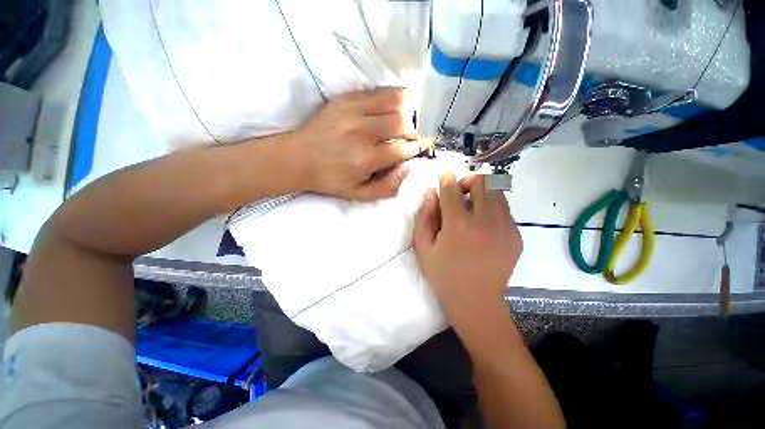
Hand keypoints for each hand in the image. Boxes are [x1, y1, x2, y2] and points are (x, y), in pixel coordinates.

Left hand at [289, 87, 424, 200]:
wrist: (298, 158)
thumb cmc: (331, 179)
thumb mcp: (360, 194)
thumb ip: (388, 187)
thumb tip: (408, 167)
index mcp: (366, 159)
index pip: (403, 148)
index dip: (414, 149)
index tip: (414, 149)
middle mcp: (363, 132)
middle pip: (403, 123)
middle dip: (413, 131)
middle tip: (409, 137)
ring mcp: (354, 111)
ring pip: (396, 101)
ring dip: (408, 111)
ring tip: (406, 120)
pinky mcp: (346, 98)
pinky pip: (380, 91)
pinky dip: (394, 97)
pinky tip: (394, 107)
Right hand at [413, 173, 522, 323]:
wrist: (477, 302)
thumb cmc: (443, 275)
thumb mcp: (423, 247)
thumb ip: (424, 216)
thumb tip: (431, 191)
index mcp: (458, 225)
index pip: (452, 188)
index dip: (445, 177)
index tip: (443, 176)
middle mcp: (485, 221)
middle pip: (482, 181)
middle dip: (468, 180)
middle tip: (459, 194)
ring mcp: (505, 227)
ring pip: (497, 191)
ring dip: (482, 193)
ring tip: (472, 209)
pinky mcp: (516, 235)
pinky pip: (505, 209)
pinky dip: (492, 209)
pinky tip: (483, 226)